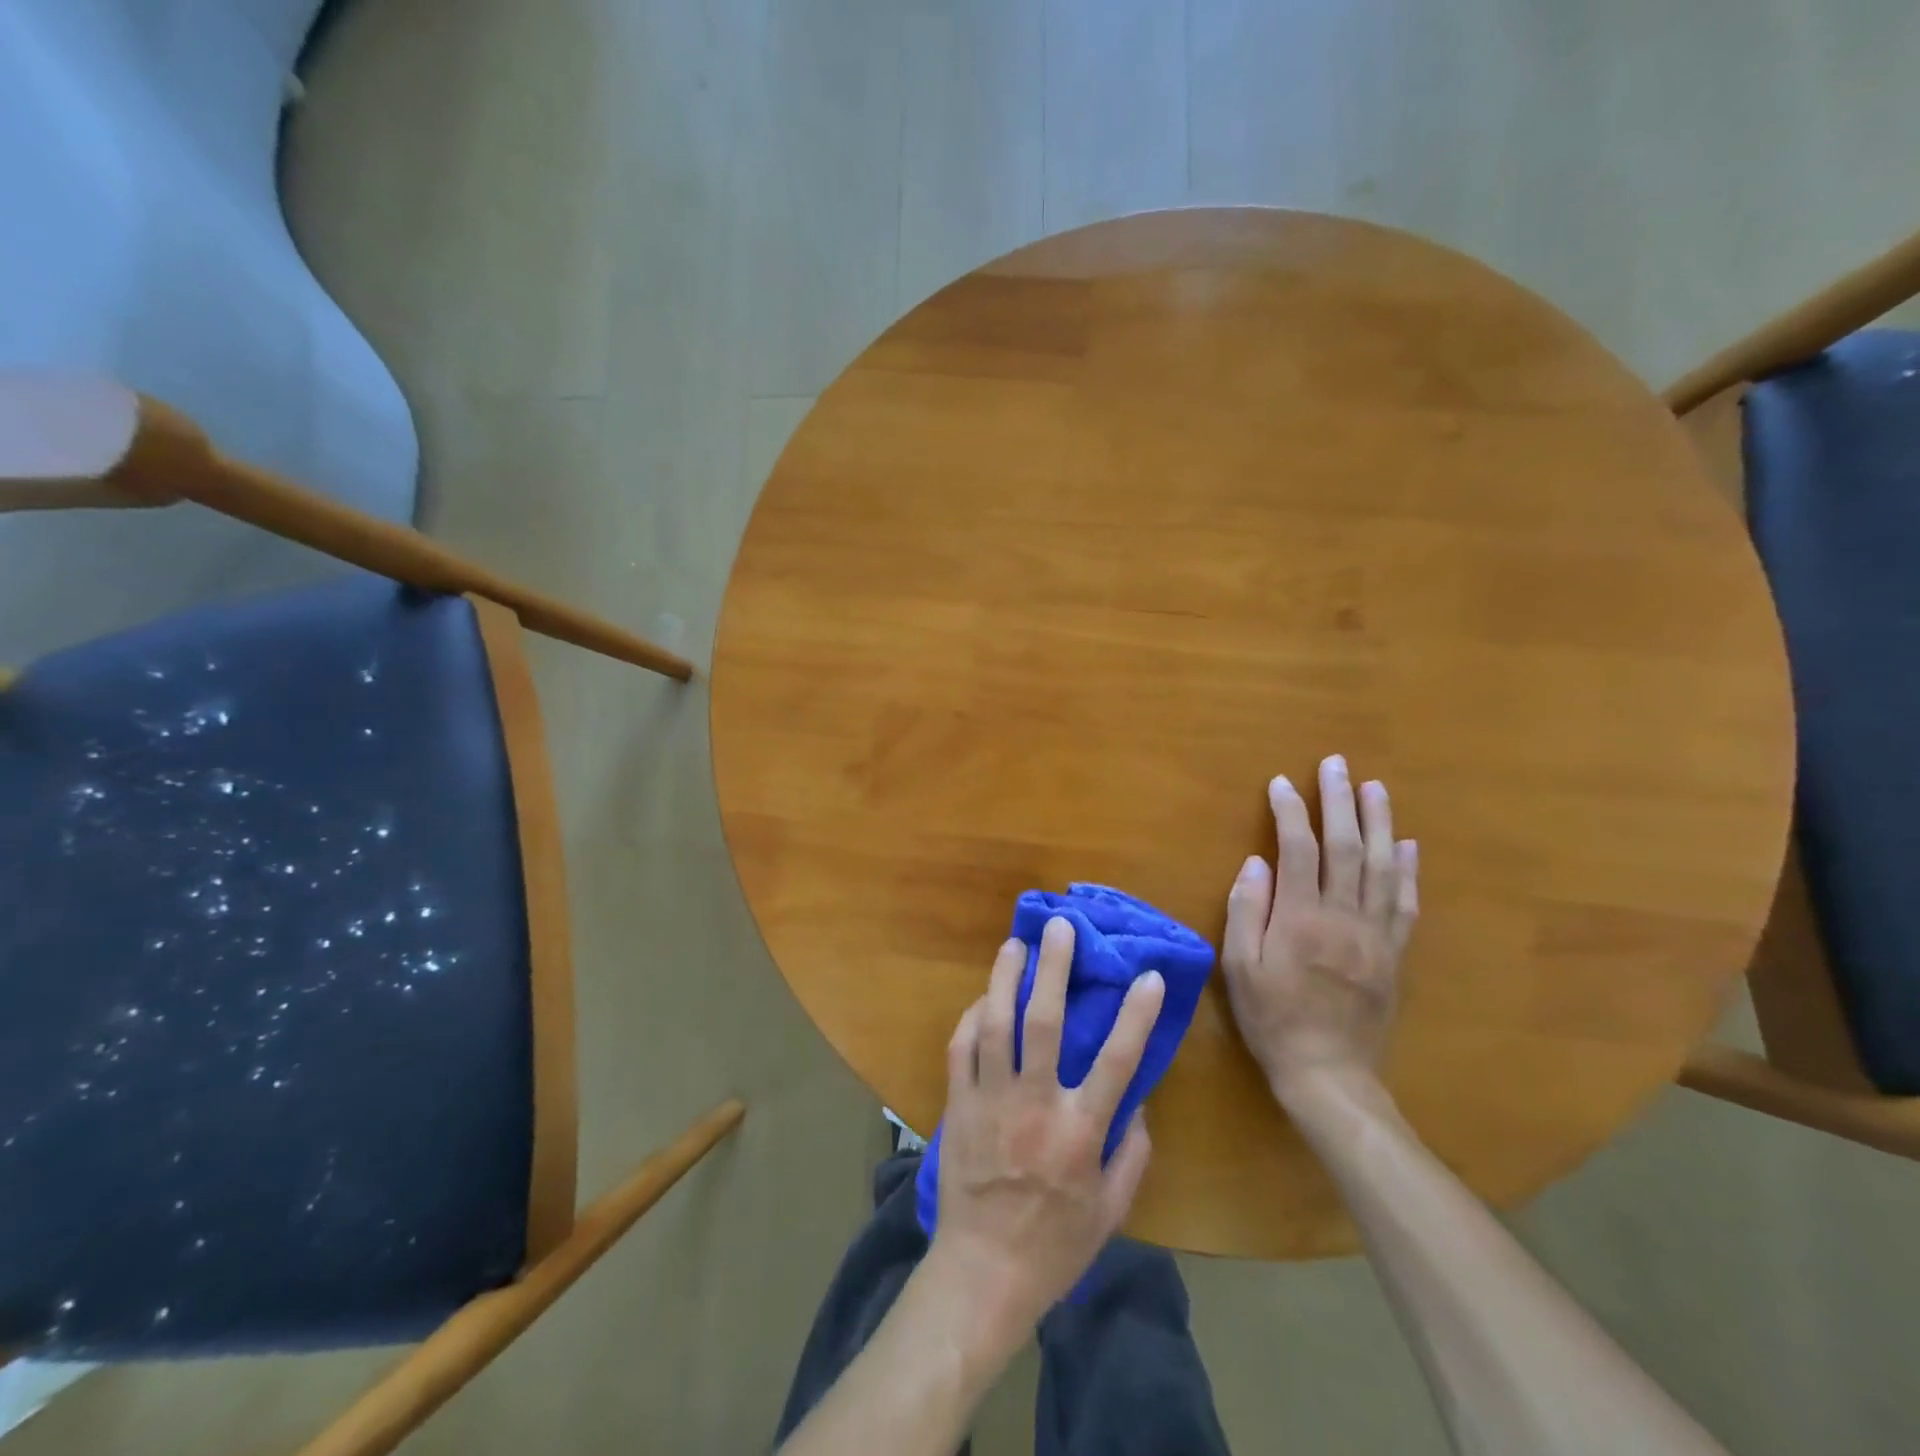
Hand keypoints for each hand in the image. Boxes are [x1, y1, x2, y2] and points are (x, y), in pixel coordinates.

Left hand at [929, 916, 1164, 1340]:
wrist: (982, 1273)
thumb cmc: (1054, 1246)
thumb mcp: (1111, 1212)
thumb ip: (1132, 1155)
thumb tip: (1139, 1104)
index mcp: (1079, 1133)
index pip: (1116, 1062)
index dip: (1135, 1015)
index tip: (1148, 976)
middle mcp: (1034, 1106)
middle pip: (1043, 1023)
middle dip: (1053, 969)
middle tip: (1061, 927)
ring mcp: (991, 1101)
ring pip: (995, 1025)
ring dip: (1005, 979)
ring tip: (1015, 944)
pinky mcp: (958, 1106)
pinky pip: (961, 1049)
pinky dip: (971, 1018)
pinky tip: (983, 998)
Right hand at [1222, 754, 1417, 1102]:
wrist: (1328, 1072)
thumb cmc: (1272, 1018)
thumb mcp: (1239, 967)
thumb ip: (1247, 910)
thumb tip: (1256, 862)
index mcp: (1299, 919)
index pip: (1297, 850)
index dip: (1289, 811)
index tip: (1281, 783)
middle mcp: (1343, 917)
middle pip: (1346, 847)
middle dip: (1340, 801)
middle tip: (1336, 765)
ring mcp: (1375, 934)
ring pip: (1382, 867)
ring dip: (1379, 823)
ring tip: (1375, 788)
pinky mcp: (1395, 953)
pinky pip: (1406, 904)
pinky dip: (1408, 870)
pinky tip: (1407, 844)